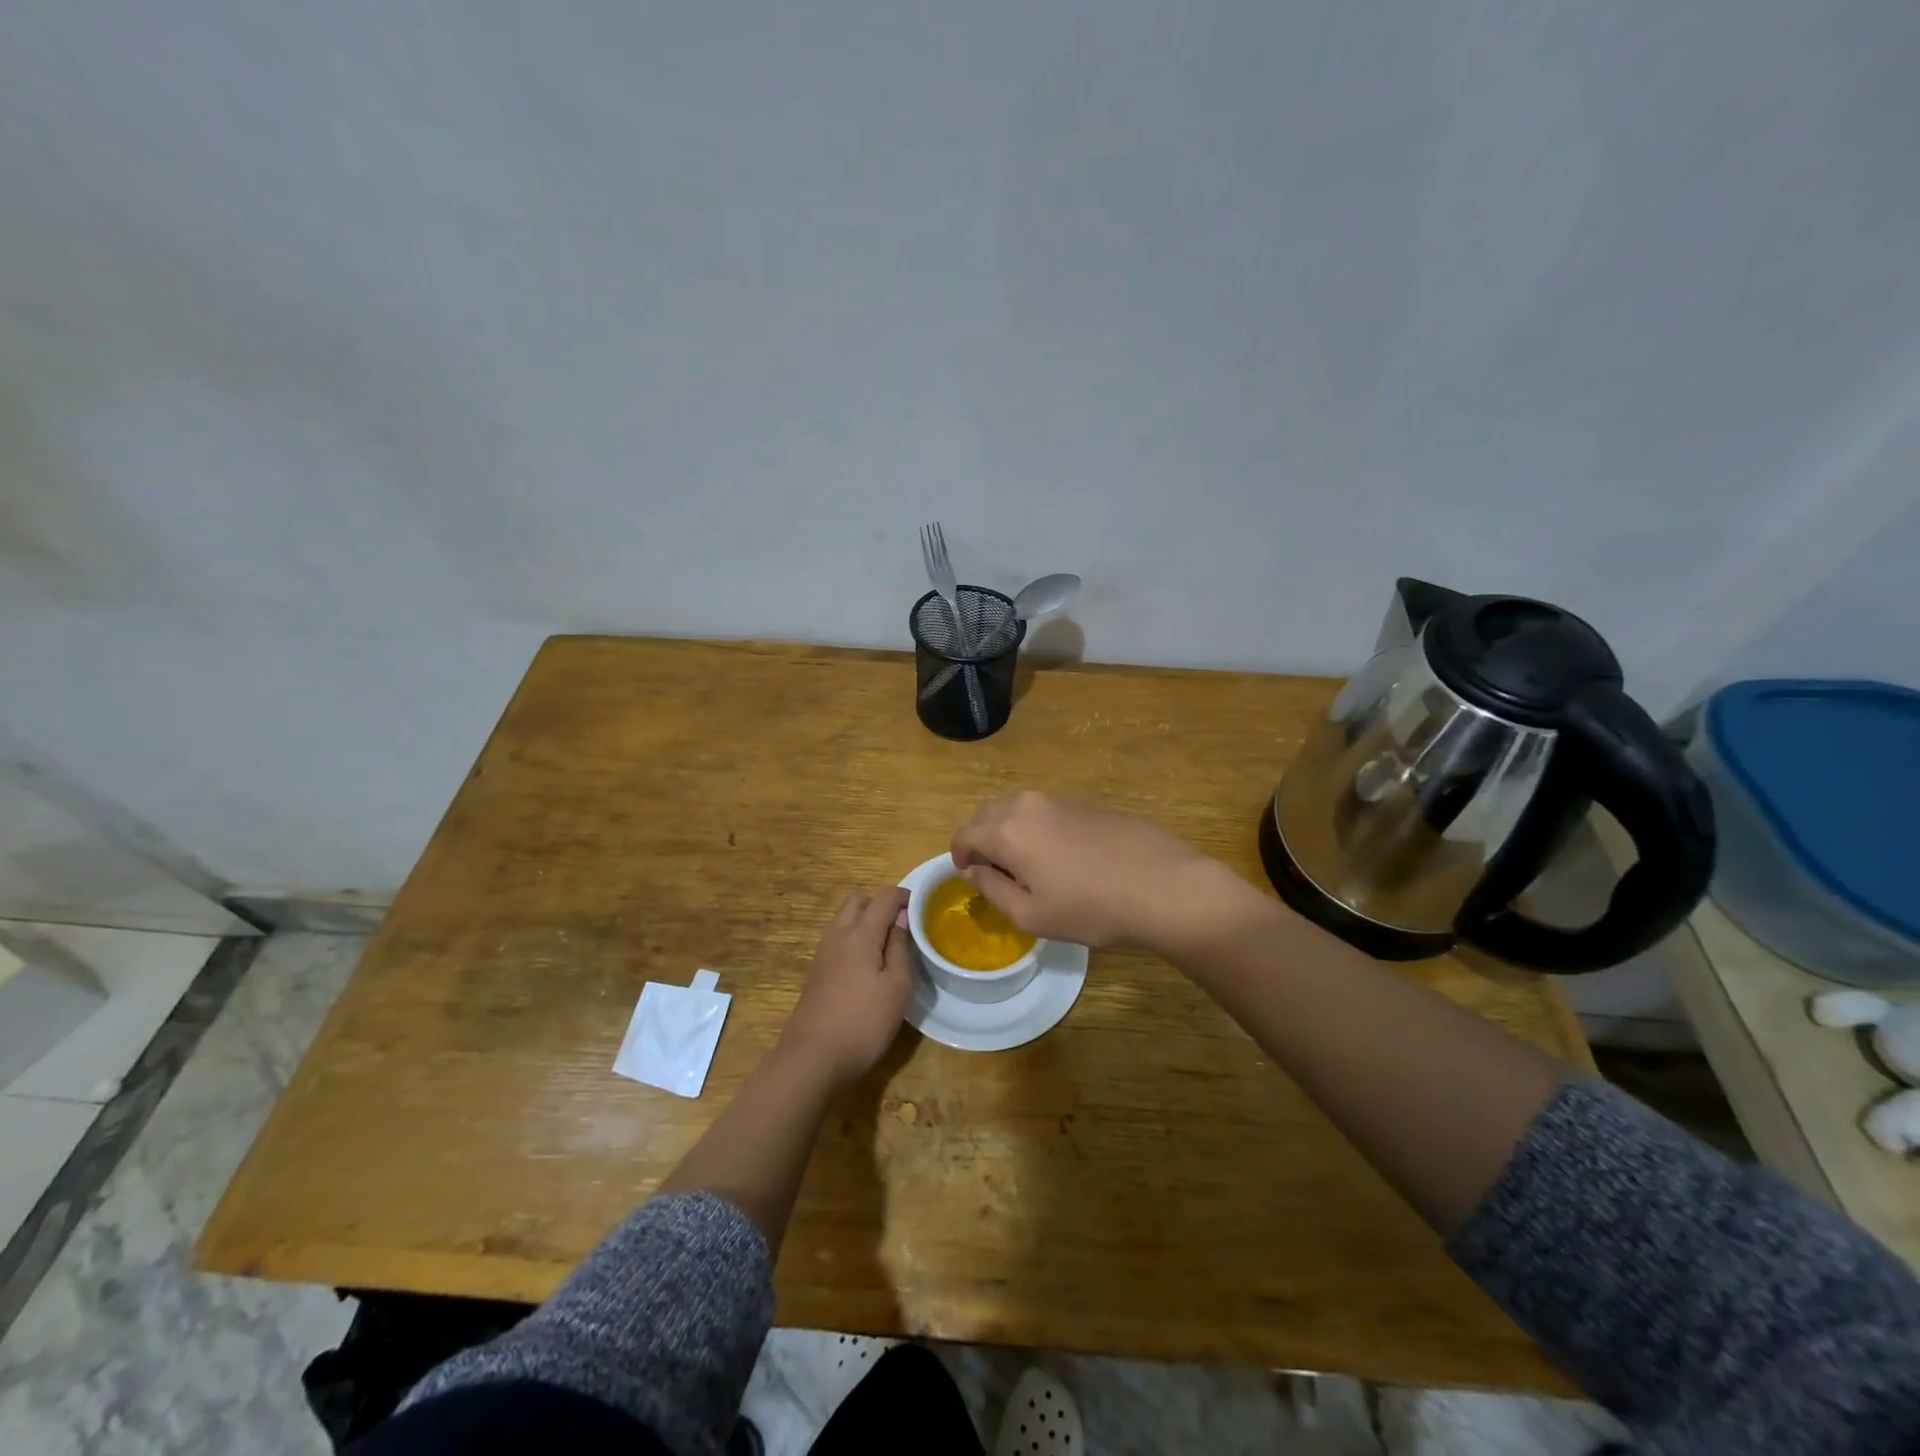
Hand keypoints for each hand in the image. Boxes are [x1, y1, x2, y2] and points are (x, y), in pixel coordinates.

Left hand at [779, 886, 913, 1089]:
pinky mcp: (817, 972)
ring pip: (845, 920)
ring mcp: (823, 953)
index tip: (923, 908)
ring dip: (866, 922)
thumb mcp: (897, 986)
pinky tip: (869, 967)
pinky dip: (855, 940)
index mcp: (860, 933)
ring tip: (889, 948)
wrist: (812, 1059)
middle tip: (903, 928)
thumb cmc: (863, 1022)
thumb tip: (902, 919)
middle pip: (859, 901)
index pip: (883, 896)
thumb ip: (901, 947)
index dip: (904, 896)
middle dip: (881, 905)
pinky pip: (838, 940)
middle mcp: (838, 935)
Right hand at [951, 791, 1245, 949]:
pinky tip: (1058, 854)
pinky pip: (1043, 809)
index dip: (959, 857)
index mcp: (1007, 831)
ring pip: (1015, 807)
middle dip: (980, 838)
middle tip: (993, 871)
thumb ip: (992, 890)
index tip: (970, 877)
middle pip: (986, 813)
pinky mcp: (1085, 802)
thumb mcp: (1032, 915)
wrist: (1162, 885)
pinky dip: (1034, 826)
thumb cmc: (1091, 908)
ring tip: (1024, 863)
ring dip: (1006, 829)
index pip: (964, 835)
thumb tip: (973, 872)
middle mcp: (1027, 804)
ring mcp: (1059, 799)